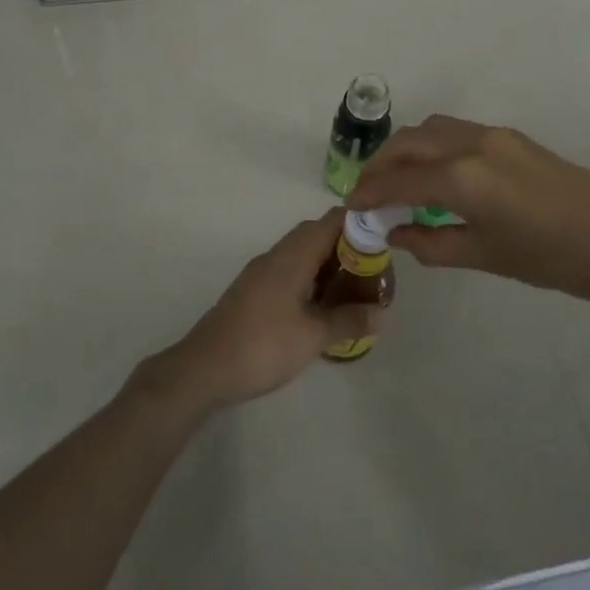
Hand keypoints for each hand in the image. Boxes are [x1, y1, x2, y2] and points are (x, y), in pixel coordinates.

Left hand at [144, 212, 382, 411]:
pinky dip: (312, 282)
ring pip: (304, 255)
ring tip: (355, 292)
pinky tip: (323, 309)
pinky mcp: (254, 292)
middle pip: (318, 235)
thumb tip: (381, 313)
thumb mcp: (313, 336)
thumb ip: (349, 320)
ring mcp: (262, 273)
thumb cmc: (263, 345)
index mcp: (293, 255)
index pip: (332, 220)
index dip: (361, 224)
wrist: (203, 369)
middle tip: (374, 274)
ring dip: (329, 267)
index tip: (385, 241)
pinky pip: (291, 273)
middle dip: (349, 249)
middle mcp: (277, 255)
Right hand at [351, 115, 589, 312]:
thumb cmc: (550, 258)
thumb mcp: (485, 256)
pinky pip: (456, 132)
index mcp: (461, 177)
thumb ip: (432, 243)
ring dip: (406, 149)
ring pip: (432, 129)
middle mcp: (471, 144)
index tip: (351, 205)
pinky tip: (435, 174)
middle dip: (381, 164)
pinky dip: (433, 146)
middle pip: (409, 142)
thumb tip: (397, 232)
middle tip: (367, 190)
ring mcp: (494, 135)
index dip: (371, 192)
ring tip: (397, 179)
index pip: (399, 179)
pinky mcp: (511, 137)